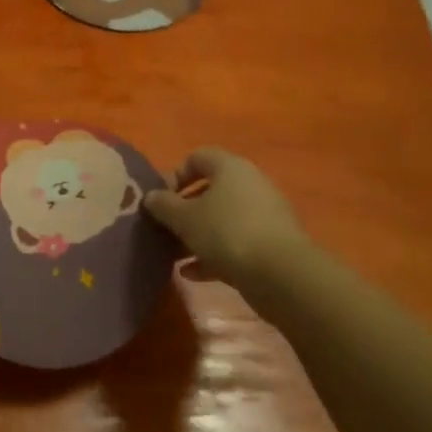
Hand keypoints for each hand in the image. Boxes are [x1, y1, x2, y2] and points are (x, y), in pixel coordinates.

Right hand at [144, 148, 313, 291]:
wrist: (281, 274)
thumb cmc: (226, 232)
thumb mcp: (184, 218)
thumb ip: (163, 204)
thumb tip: (151, 196)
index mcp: (230, 167)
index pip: (198, 157)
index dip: (175, 174)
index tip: (161, 198)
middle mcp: (250, 184)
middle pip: (211, 191)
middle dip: (184, 210)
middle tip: (165, 227)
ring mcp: (264, 215)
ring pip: (222, 219)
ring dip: (197, 235)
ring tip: (174, 254)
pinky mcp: (271, 244)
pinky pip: (235, 243)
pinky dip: (214, 254)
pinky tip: (192, 273)